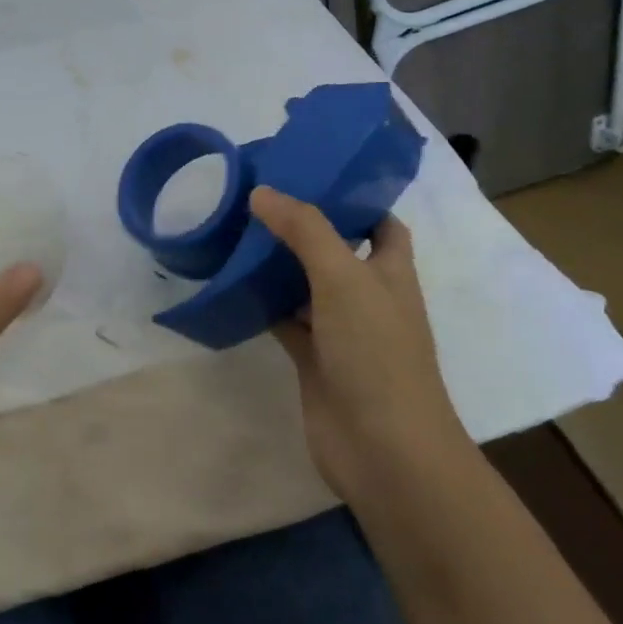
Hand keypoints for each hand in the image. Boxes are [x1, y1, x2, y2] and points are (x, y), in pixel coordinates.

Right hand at [248, 187, 472, 499]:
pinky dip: (262, 304)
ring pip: (305, 286)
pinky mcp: (314, 359)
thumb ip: (305, 231)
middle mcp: (368, 297)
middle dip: (302, 227)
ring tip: (235, 231)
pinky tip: (231, 285)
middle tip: (256, 199)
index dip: (354, 199)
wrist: (382, 448)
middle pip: (335, 251)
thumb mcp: (344, 278)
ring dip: (277, 265)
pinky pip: (285, 320)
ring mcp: (340, 330)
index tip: (310, 175)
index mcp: (391, 272)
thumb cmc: (376, 353)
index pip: (380, 223)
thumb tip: (262, 192)